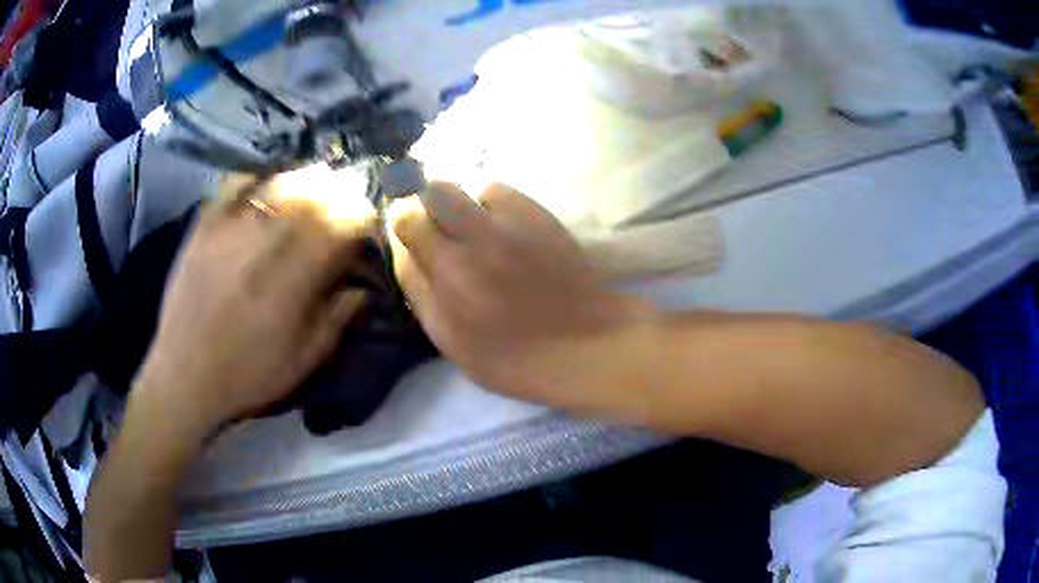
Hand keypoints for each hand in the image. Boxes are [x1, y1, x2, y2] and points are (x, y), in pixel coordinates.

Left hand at [135, 189, 368, 439]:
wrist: (184, 377)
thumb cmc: (247, 375)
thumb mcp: (303, 362)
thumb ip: (336, 321)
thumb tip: (361, 287)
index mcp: (293, 280)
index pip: (339, 226)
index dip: (361, 218)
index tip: (366, 224)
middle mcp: (264, 245)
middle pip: (312, 196)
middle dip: (338, 192)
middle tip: (346, 197)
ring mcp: (230, 230)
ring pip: (277, 186)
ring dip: (304, 181)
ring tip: (314, 184)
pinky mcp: (204, 228)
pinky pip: (234, 186)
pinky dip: (255, 179)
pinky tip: (264, 187)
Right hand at [388, 182, 654, 413]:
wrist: (585, 345)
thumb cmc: (515, 358)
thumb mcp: (453, 344)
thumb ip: (421, 294)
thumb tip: (404, 252)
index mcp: (449, 276)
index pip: (406, 225)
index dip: (403, 226)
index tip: (411, 237)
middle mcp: (474, 240)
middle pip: (431, 193)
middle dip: (425, 204)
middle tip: (437, 227)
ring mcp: (508, 223)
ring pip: (463, 187)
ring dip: (457, 203)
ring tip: (471, 228)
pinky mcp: (536, 214)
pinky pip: (496, 190)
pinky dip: (488, 202)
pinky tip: (501, 227)